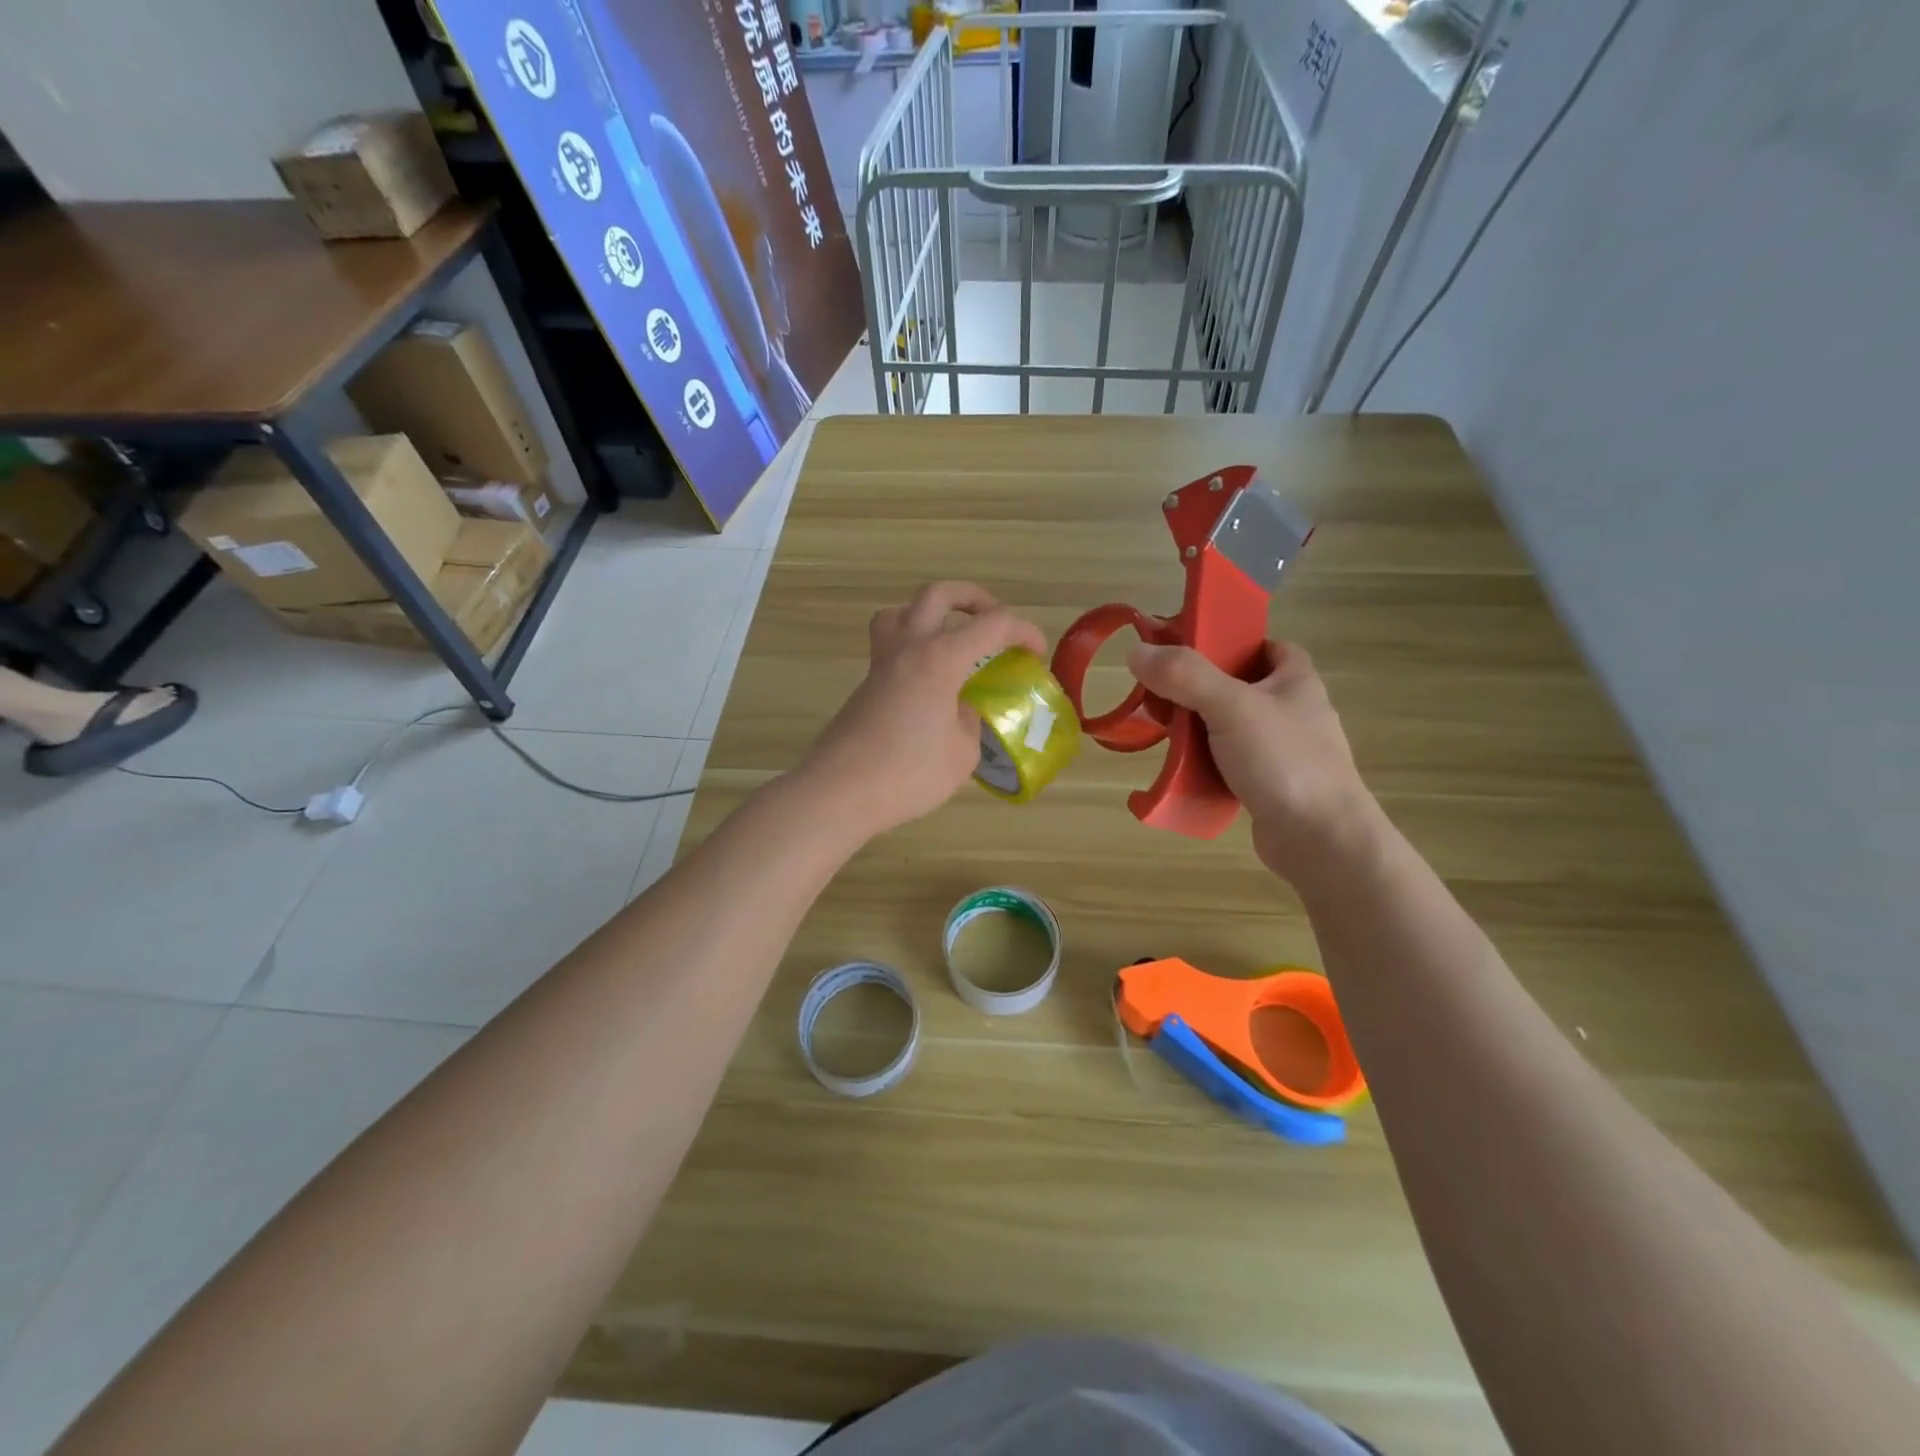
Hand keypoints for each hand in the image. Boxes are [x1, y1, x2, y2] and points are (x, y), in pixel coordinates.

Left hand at [799, 582, 1046, 838]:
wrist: (839, 792)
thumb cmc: (908, 774)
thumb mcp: (961, 755)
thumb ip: (970, 724)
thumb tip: (961, 711)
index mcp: (940, 659)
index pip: (991, 625)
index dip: (1022, 631)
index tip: (1035, 652)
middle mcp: (908, 648)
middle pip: (937, 594)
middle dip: (971, 597)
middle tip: (991, 618)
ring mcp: (880, 664)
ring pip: (900, 612)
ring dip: (929, 614)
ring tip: (949, 639)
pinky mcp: (865, 685)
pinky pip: (889, 646)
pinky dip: (913, 648)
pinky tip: (928, 684)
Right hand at [1127, 639, 1378, 882]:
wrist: (1321, 841)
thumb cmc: (1284, 761)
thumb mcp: (1231, 706)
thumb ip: (1184, 676)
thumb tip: (1136, 651)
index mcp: (1296, 681)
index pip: (1266, 645)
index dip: (1231, 642)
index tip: (1190, 651)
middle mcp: (1294, 711)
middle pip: (1239, 686)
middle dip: (1200, 689)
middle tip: (1162, 694)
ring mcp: (1284, 752)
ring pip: (1232, 728)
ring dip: (1199, 729)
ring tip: (1165, 733)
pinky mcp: (1272, 786)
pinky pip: (1231, 764)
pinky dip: (1207, 764)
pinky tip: (1183, 770)